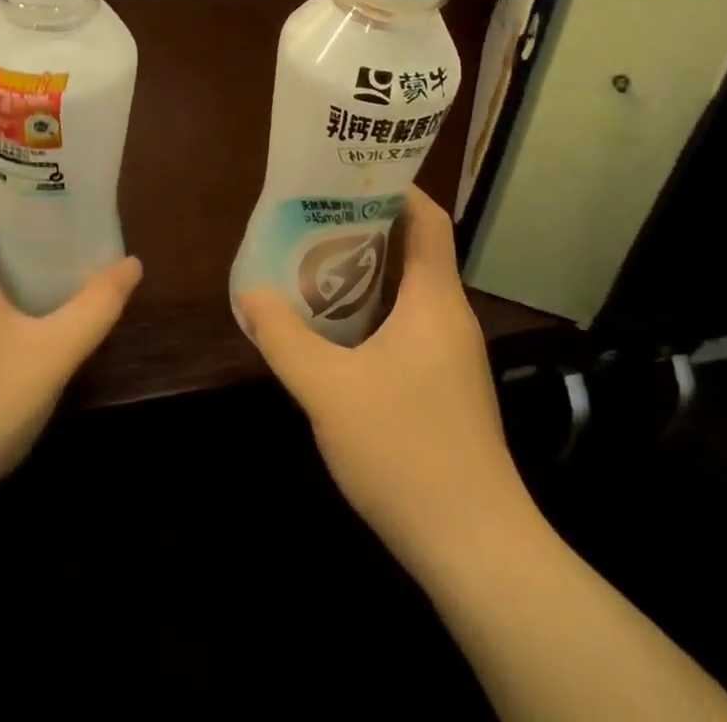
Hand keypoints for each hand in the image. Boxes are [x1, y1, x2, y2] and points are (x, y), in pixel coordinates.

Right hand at [238, 188, 532, 575]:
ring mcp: (454, 355)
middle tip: (314, 218)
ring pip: (412, 291)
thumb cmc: (405, 451)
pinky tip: (339, 332)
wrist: (476, 549)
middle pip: (417, 249)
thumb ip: (284, 338)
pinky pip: (412, 325)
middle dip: (368, 227)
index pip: (429, 219)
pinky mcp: (448, 387)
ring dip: (369, 272)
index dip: (396, 188)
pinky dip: (377, 311)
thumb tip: (251, 294)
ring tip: (316, 264)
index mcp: (435, 300)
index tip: (348, 176)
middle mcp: (451, 316)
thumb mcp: (328, 390)